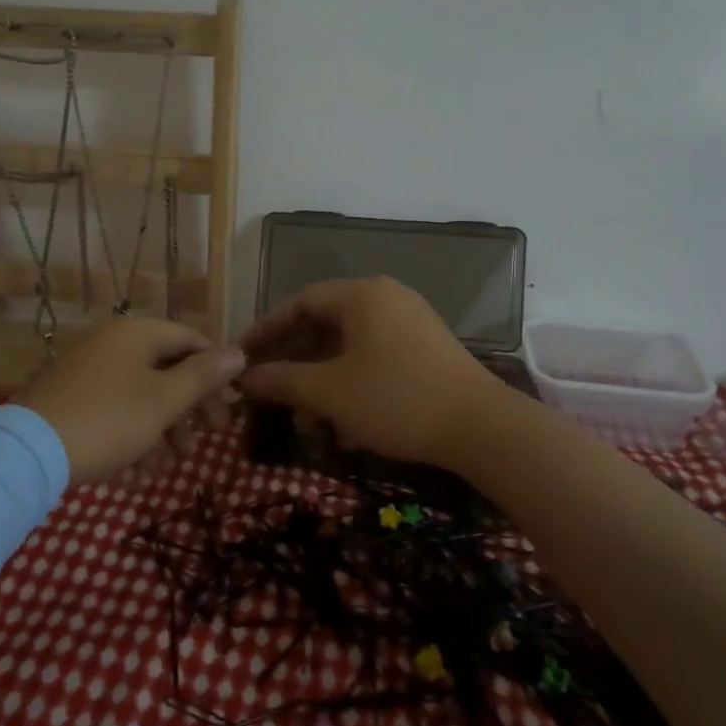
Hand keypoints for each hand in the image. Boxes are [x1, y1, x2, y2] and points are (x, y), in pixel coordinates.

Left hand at [18, 317, 245, 484]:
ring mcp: (89, 370)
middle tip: (206, 442)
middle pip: (166, 369)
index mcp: (137, 333)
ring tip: (167, 467)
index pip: (191, 340)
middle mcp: (112, 343)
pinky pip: (115, 410)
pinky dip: (131, 437)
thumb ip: (203, 376)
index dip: (216, 372)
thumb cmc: (109, 420)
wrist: (29, 452)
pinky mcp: (72, 397)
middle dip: (188, 409)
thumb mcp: (164, 401)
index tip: (229, 408)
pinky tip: (135, 474)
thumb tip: (239, 352)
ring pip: (142, 395)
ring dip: (161, 431)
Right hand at [237, 277, 504, 467]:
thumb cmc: (396, 400)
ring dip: (319, 380)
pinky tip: (338, 422)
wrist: (483, 429)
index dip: (266, 330)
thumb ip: (282, 381)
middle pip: (323, 324)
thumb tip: (245, 378)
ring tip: (303, 420)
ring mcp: (409, 324)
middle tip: (267, 391)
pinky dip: (348, 384)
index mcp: (362, 296)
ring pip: (347, 347)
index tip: (242, 357)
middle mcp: (385, 299)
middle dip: (292, 362)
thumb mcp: (329, 392)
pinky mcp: (424, 351)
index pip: (299, 303)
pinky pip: (372, 358)